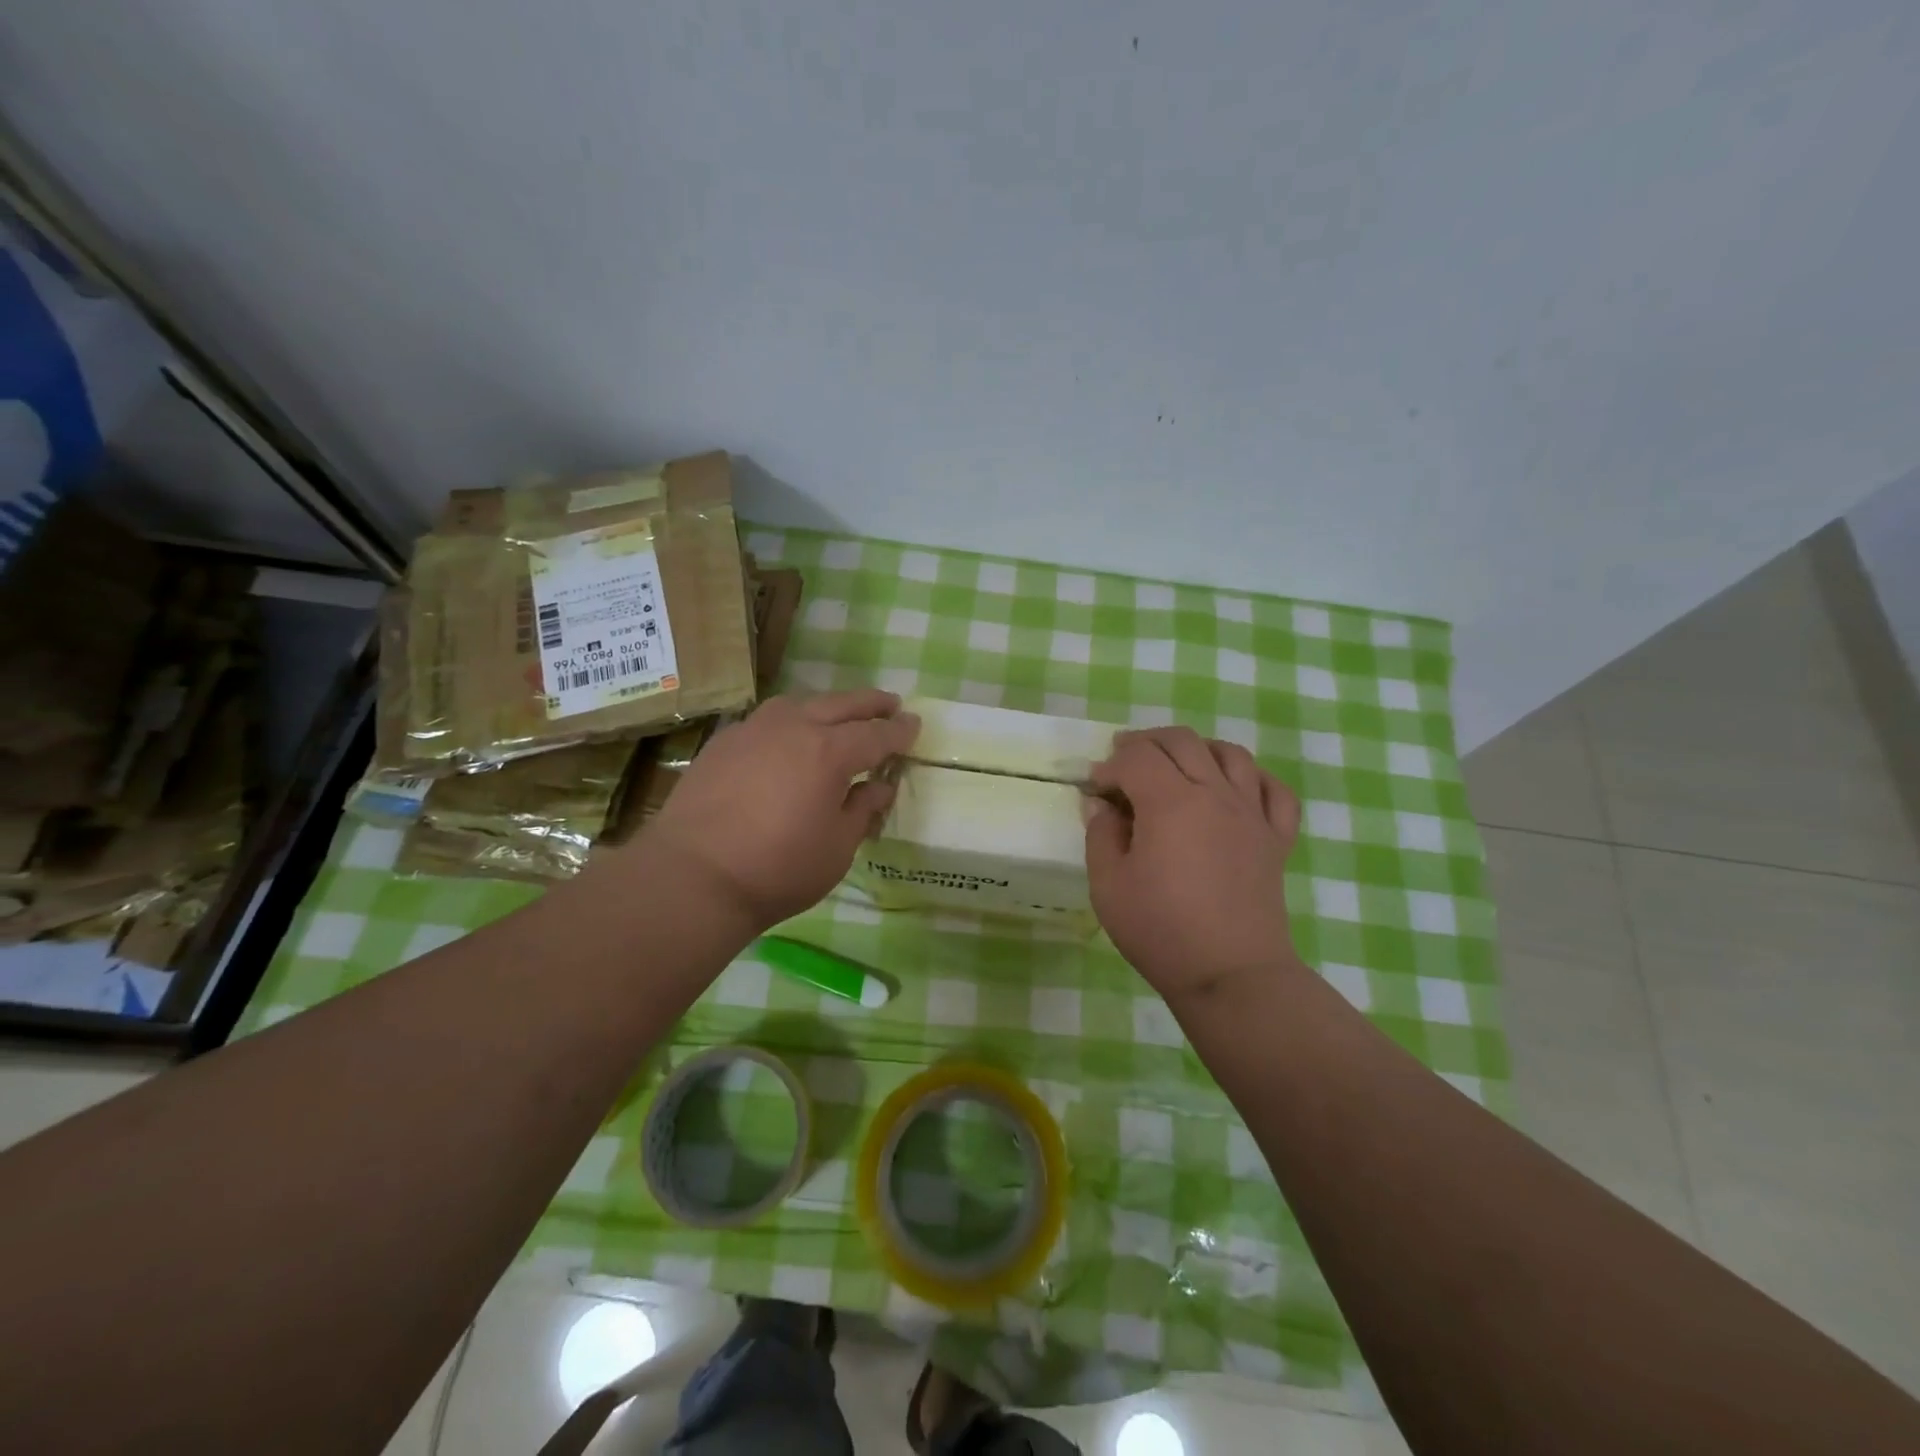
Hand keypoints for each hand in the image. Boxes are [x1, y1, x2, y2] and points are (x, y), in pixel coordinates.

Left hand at [633, 689, 918, 929]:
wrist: (694, 876)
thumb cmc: (778, 869)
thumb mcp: (837, 849)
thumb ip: (862, 810)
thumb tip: (880, 786)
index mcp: (830, 752)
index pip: (876, 734)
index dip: (899, 731)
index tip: (915, 725)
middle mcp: (794, 727)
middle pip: (841, 705)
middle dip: (870, 703)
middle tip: (890, 703)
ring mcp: (754, 730)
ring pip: (800, 703)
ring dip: (828, 705)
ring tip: (839, 713)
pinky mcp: (723, 742)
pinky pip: (767, 719)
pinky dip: (790, 720)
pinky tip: (787, 736)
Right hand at [1085, 727, 1303, 1003]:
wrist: (1231, 975)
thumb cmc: (1161, 930)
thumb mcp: (1108, 886)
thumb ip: (1100, 835)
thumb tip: (1100, 805)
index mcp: (1170, 802)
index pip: (1136, 758)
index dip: (1109, 766)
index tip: (1096, 790)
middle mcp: (1215, 794)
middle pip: (1182, 741)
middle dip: (1146, 743)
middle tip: (1124, 762)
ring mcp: (1252, 814)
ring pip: (1230, 754)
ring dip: (1197, 748)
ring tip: (1177, 765)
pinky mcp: (1276, 838)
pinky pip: (1274, 790)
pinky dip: (1253, 778)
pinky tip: (1234, 788)